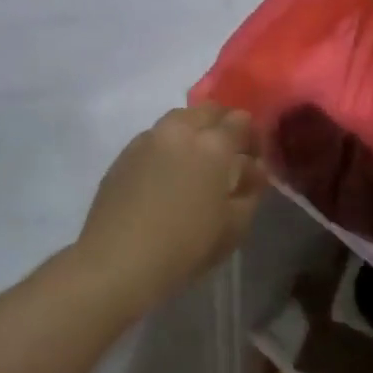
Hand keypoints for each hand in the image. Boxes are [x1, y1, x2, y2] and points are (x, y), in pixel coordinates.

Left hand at [74, 105, 267, 313]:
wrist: (118, 261)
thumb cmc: (185, 247)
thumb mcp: (234, 227)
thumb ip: (251, 192)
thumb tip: (254, 170)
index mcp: (213, 144)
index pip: (240, 120)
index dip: (252, 135)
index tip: (254, 156)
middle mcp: (181, 130)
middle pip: (208, 111)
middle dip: (222, 125)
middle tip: (226, 155)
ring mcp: (149, 138)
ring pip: (179, 119)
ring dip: (193, 131)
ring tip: (195, 161)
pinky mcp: (125, 153)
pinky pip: (155, 137)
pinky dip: (168, 145)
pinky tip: (166, 174)